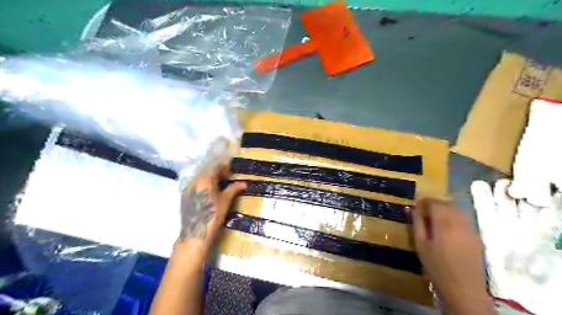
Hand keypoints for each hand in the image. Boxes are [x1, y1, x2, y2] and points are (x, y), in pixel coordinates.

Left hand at [177, 166, 243, 248]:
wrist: (195, 233)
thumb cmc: (213, 216)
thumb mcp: (225, 201)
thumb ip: (234, 189)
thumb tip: (244, 183)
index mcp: (205, 179)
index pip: (216, 166)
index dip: (225, 167)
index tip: (232, 172)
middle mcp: (194, 180)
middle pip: (207, 171)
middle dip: (217, 173)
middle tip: (227, 179)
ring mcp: (188, 187)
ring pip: (200, 177)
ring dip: (210, 179)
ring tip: (219, 186)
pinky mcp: (185, 195)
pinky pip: (195, 184)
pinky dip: (203, 185)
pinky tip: (209, 193)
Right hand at [412, 198, 492, 313]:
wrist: (463, 288)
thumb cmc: (436, 266)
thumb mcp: (420, 244)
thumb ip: (417, 223)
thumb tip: (411, 208)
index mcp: (443, 223)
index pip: (434, 202)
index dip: (424, 200)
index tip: (416, 203)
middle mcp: (459, 222)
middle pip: (447, 203)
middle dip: (434, 202)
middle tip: (423, 208)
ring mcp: (470, 228)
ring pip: (457, 209)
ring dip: (445, 207)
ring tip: (434, 215)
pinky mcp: (476, 235)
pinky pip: (464, 218)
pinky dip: (454, 215)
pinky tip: (447, 225)